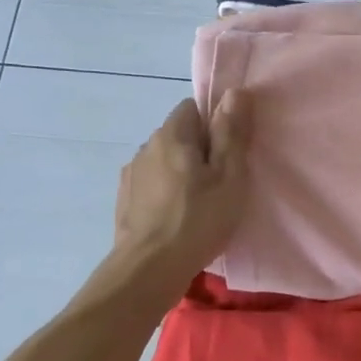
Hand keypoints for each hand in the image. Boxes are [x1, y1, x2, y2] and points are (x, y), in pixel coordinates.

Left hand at [106, 92, 249, 296]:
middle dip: (199, 150)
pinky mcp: (125, 200)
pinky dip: (166, 192)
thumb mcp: (229, 176)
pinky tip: (177, 217)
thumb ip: (232, 132)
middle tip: (221, 183)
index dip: (215, 125)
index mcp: (172, 134)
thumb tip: (235, 92)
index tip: (229, 154)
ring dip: (181, 172)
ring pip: (164, 160)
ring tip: (198, 204)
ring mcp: (131, 174)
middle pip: (179, 134)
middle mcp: (146, 146)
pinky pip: (152, 183)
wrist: (149, 269)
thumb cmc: (198, 219)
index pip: (193, 108)